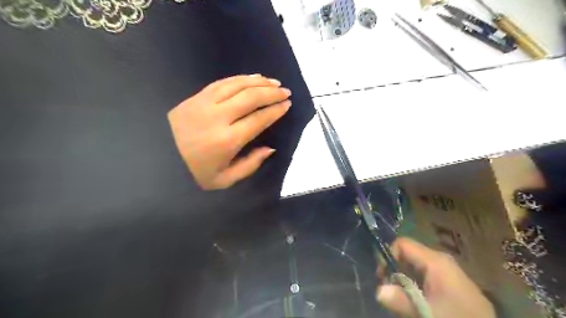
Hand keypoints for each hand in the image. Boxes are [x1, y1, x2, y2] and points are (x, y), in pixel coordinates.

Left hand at [168, 73, 291, 188]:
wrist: (156, 159)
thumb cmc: (193, 174)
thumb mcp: (225, 180)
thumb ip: (250, 165)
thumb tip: (270, 148)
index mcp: (227, 140)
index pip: (258, 119)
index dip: (275, 110)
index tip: (287, 104)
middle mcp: (218, 117)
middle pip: (251, 97)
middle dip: (272, 93)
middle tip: (285, 91)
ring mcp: (205, 104)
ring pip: (237, 85)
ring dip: (259, 82)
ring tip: (273, 82)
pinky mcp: (196, 97)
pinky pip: (222, 82)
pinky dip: (240, 78)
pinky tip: (251, 77)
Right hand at [375, 238, 495, 317]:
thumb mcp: (427, 313)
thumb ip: (401, 301)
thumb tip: (378, 291)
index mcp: (436, 260)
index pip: (402, 244)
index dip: (388, 256)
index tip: (383, 277)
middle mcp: (441, 260)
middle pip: (408, 255)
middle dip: (395, 270)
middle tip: (392, 291)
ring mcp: (449, 271)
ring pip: (416, 266)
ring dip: (405, 280)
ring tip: (404, 298)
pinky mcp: (453, 282)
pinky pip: (427, 275)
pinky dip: (416, 285)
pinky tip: (419, 301)